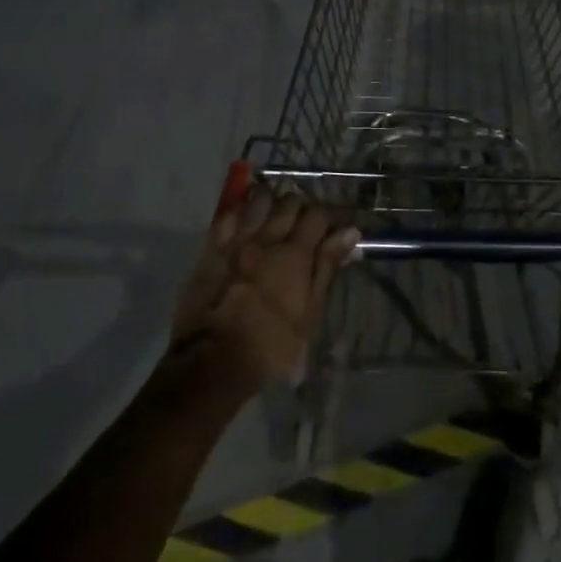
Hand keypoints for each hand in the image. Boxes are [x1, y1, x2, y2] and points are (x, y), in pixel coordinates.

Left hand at [167, 188, 358, 391]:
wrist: (211, 362)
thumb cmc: (270, 345)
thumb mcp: (309, 312)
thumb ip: (326, 267)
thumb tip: (350, 231)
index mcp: (295, 254)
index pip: (318, 214)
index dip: (325, 218)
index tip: (327, 230)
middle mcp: (267, 238)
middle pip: (289, 201)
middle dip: (299, 207)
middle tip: (301, 225)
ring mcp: (237, 240)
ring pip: (259, 200)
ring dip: (270, 202)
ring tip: (273, 217)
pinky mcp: (212, 248)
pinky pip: (228, 215)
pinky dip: (240, 212)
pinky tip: (244, 222)